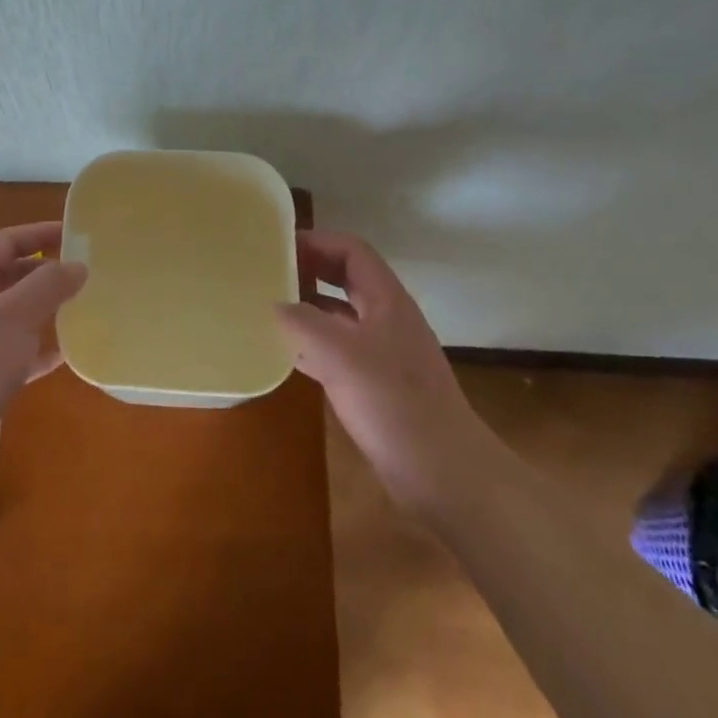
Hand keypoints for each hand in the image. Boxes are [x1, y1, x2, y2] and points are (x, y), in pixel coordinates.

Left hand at [0, 221, 85, 498]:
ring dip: (47, 309)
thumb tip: (78, 265)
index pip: (7, 241)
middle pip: (12, 275)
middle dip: (47, 272)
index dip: (40, 233)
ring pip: (17, 313)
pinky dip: (41, 347)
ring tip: (84, 306)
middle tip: (86, 272)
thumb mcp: (15, 315)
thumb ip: (49, 284)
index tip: (75, 233)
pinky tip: (68, 352)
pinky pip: (18, 350)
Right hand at [275, 229, 476, 512]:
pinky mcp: (377, 386)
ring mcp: (384, 353)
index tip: (280, 245)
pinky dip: (313, 345)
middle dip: (310, 270)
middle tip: (270, 272)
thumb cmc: (395, 403)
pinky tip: (287, 355)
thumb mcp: (341, 355)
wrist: (446, 475)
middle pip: (346, 278)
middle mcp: (386, 318)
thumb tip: (275, 304)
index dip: (317, 241)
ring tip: (270, 308)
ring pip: (341, 316)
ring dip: (309, 307)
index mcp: (386, 299)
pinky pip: (339, 351)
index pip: (351, 250)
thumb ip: (303, 323)